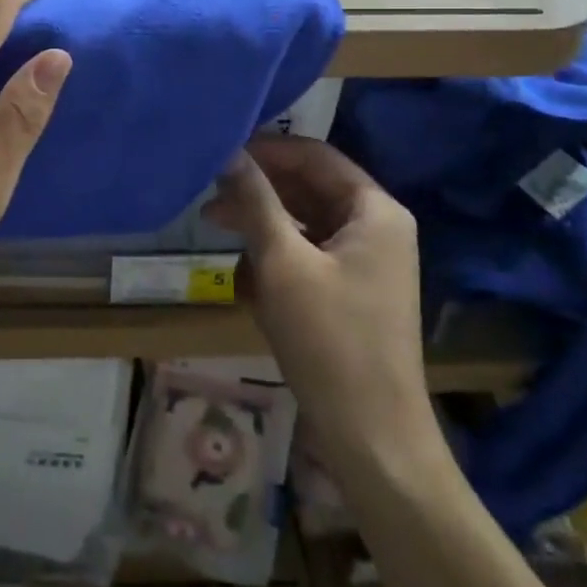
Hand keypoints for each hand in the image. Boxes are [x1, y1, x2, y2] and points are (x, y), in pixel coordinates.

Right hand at [206, 137, 438, 477]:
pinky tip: (245, 278)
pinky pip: (309, 256)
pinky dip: (277, 258)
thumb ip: (254, 200)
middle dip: (258, 191)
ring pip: (305, 223)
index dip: (265, 149)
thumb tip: (227, 152)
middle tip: (209, 195)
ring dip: (262, 226)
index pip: (314, 156)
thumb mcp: (282, 262)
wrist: (371, 437)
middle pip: (308, 188)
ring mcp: (367, 262)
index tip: (220, 152)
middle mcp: (377, 227)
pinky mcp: (353, 292)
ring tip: (215, 228)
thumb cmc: (329, 339)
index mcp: (375, 210)